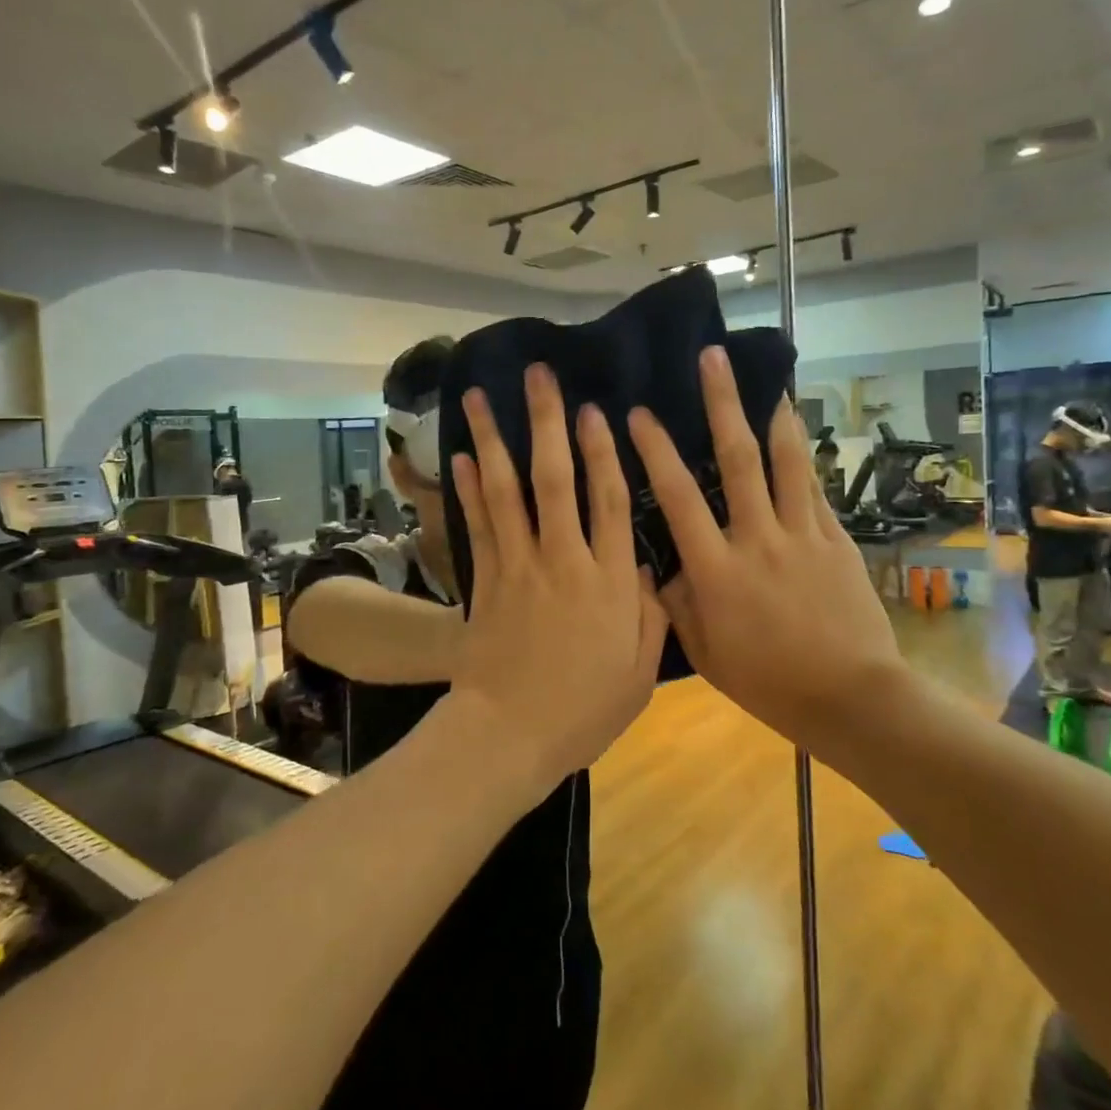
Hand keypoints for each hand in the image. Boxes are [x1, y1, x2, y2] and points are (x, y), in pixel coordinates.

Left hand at [450, 365, 667, 779]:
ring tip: (479, 396)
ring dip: (493, 439)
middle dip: (545, 422)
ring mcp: (518, 565)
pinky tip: (463, 457)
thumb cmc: (583, 708)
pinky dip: (469, 489)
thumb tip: (642, 563)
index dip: (603, 451)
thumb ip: (647, 612)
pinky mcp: (485, 580)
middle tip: (537, 375)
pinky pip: (478, 524)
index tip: (595, 409)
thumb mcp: (639, 670)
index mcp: (608, 580)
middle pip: (554, 479)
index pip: (609, 500)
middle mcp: (563, 559)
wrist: (510, 734)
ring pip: (506, 491)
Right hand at [627, 346, 901, 748]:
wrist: (850, 697)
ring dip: (771, 413)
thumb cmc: (768, 681)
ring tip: (766, 374)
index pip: (678, 498)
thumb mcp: (705, 652)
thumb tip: (655, 565)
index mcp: (717, 571)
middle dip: (721, 404)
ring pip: (784, 461)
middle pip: (736, 460)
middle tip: (711, 358)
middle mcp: (758, 539)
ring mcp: (802, 535)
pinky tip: (795, 429)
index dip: (655, 451)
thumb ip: (676, 604)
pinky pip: (815, 488)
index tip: (638, 414)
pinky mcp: (836, 539)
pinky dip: (803, 455)